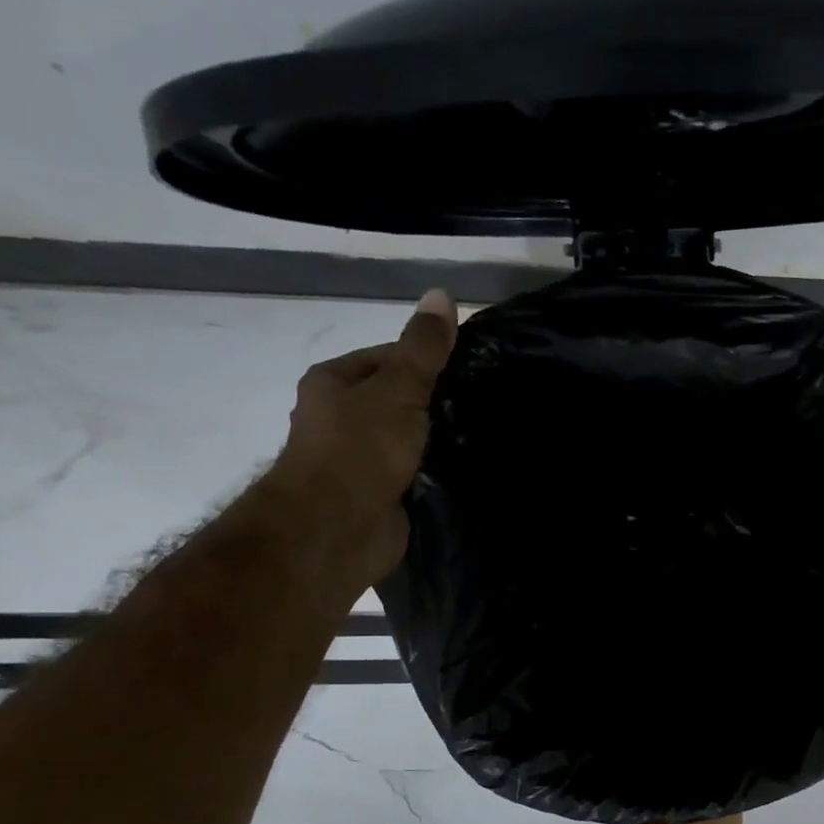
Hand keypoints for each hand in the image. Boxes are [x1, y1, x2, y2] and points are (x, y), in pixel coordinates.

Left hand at [265, 289, 457, 578]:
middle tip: (486, 402)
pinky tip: (472, 469)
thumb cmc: (360, 448)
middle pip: (401, 399)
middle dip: (439, 403)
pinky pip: (417, 474)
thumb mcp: (398, 387)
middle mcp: (342, 418)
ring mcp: (361, 460)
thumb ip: (423, 347)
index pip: (389, 357)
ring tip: (488, 433)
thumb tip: (442, 294)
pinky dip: (439, 473)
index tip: (472, 368)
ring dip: (442, 440)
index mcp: (335, 382)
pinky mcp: (381, 495)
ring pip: (412, 439)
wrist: (337, 529)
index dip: (429, 359)